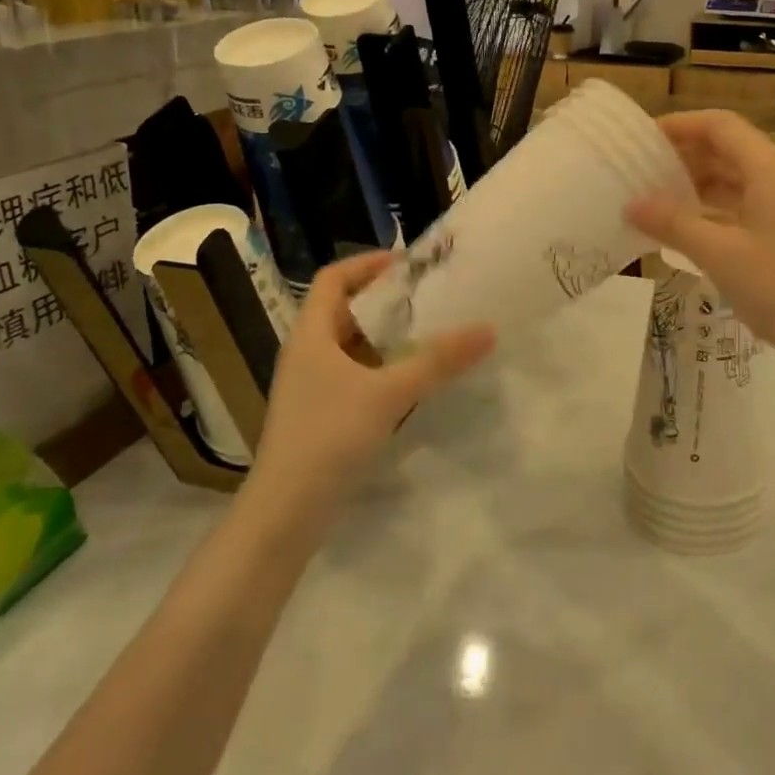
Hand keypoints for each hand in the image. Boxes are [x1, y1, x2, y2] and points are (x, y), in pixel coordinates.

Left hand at [246, 252, 493, 524]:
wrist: (286, 510)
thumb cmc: (329, 435)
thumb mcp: (389, 392)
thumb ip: (438, 361)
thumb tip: (487, 329)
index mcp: (311, 333)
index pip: (334, 278)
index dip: (368, 264)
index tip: (409, 264)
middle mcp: (307, 352)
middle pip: (346, 309)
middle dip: (387, 300)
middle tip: (431, 297)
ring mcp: (311, 384)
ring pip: (352, 344)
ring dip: (387, 335)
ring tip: (430, 332)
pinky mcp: (321, 412)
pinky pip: (355, 373)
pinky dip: (382, 367)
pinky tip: (412, 379)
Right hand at [627, 110, 774, 367]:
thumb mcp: (720, 255)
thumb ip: (674, 224)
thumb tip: (632, 204)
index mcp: (770, 168)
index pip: (719, 126)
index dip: (680, 126)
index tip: (641, 140)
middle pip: (728, 148)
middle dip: (684, 155)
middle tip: (640, 171)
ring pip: (737, 178)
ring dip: (698, 183)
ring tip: (656, 199)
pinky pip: (746, 204)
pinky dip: (715, 208)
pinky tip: (688, 229)